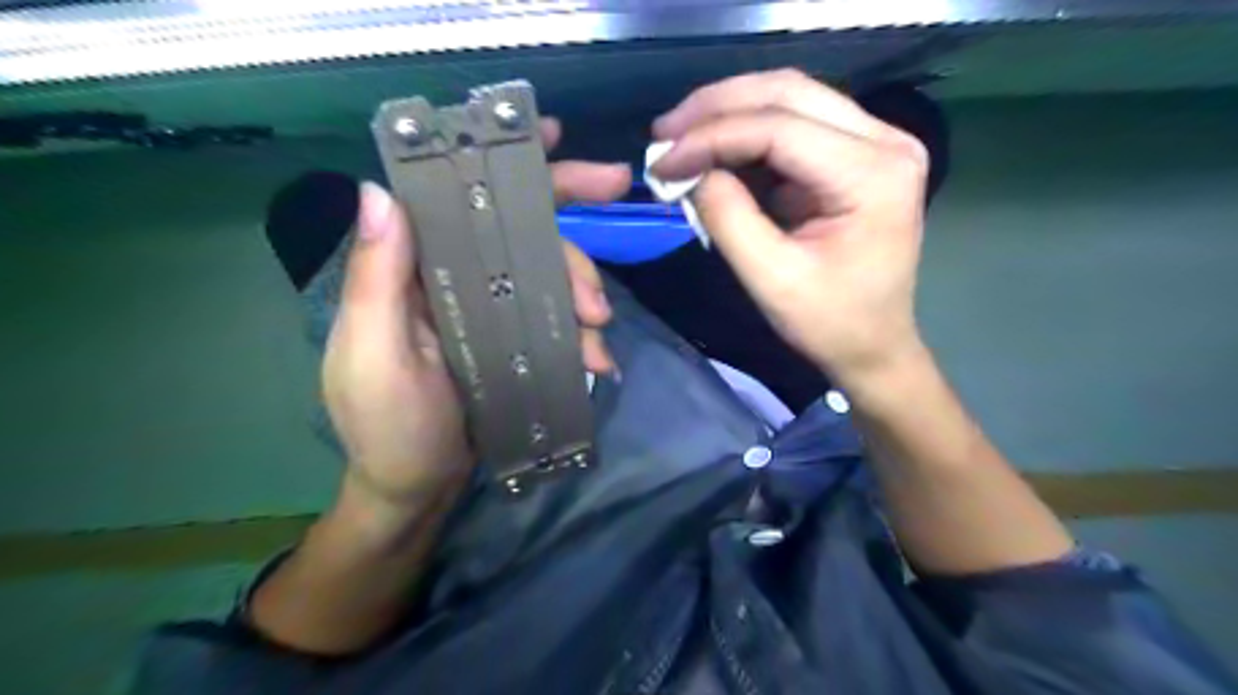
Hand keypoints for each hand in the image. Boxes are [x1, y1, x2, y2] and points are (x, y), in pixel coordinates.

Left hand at [323, 120, 629, 520]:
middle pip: (520, 234)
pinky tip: (598, 361)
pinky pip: (559, 322)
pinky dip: (583, 336)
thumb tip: (379, 190)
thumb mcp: (375, 356)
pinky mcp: (515, 341)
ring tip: (599, 337)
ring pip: (550, 277)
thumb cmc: (389, 428)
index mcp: (414, 270)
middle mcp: (455, 279)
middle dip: (568, 240)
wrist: (419, 490)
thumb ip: (377, 280)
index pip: (457, 199)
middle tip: (604, 265)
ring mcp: (491, 310)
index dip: (502, 164)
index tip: (552, 137)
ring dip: (583, 296)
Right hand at [656, 68, 928, 385]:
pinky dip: (746, 135)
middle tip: (665, 134)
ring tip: (680, 139)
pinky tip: (712, 151)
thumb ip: (727, 218)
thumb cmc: (831, 323)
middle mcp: (885, 141)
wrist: (874, 346)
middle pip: (789, 92)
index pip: (780, 129)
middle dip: (717, 108)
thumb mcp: (772, 280)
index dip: (712, 137)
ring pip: (790, 99)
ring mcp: (875, 142)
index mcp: (874, 174)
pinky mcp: (856, 155)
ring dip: (729, 114)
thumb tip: (687, 170)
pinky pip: (794, 125)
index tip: (661, 160)